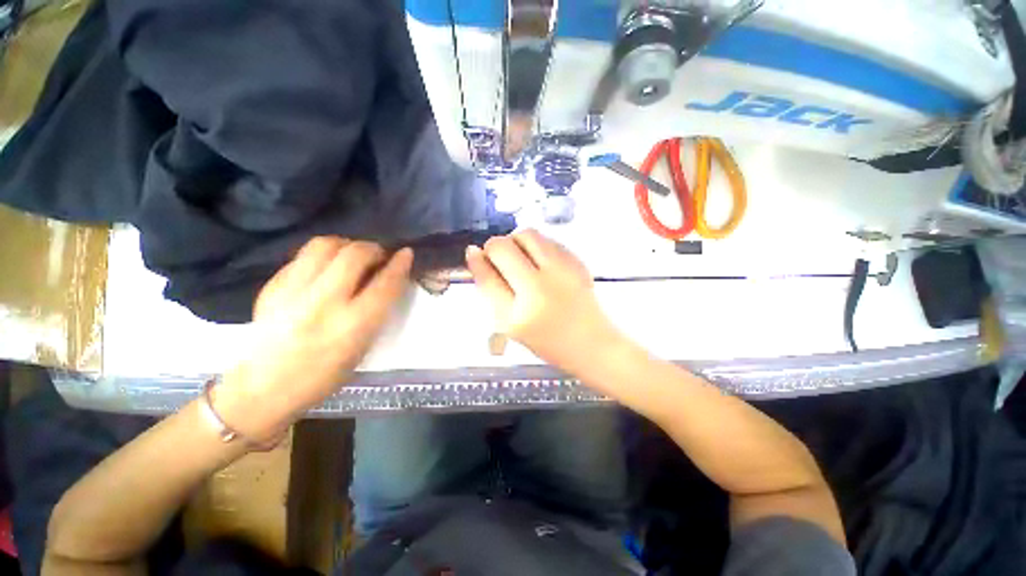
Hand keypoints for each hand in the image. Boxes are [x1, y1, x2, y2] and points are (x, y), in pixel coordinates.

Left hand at [217, 237, 412, 440]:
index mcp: (352, 325)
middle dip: (373, 248)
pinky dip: (322, 256)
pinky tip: (325, 268)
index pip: (384, 284)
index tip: (406, 253)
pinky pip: (303, 256)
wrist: (264, 388)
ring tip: (352, 256)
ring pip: (324, 245)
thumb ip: (376, 310)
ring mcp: (293, 292)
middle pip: (354, 255)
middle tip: (378, 256)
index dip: (399, 264)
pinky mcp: (272, 287)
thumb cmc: (324, 375)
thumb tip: (386, 279)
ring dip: (346, 245)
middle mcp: (324, 303)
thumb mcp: (362, 347)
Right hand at [466, 229, 620, 372]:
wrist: (591, 343)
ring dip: (516, 241)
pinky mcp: (577, 262)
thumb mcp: (509, 324)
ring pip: (527, 234)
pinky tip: (540, 262)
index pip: (486, 275)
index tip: (475, 254)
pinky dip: (537, 245)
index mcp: (517, 315)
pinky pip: (548, 239)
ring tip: (521, 259)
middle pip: (503, 246)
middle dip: (494, 247)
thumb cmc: (546, 340)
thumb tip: (475, 253)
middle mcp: (539, 289)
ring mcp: (561, 272)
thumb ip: (491, 290)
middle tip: (500, 260)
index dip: (477, 260)